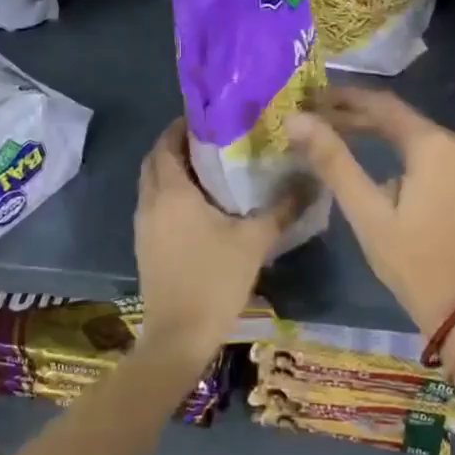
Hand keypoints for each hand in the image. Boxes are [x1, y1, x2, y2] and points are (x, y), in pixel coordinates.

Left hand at [133, 118, 307, 363]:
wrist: (178, 337)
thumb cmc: (214, 280)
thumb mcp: (254, 241)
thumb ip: (282, 207)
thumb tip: (311, 180)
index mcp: (172, 191)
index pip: (166, 142)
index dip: (183, 125)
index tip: (211, 118)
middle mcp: (151, 201)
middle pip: (156, 160)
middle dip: (178, 144)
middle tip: (214, 140)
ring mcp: (144, 225)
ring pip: (153, 183)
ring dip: (173, 169)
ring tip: (212, 167)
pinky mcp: (146, 245)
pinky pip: (155, 204)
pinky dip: (171, 192)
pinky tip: (202, 204)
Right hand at [286, 89, 454, 332]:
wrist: (451, 299)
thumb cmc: (406, 256)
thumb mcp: (364, 208)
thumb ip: (332, 160)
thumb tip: (296, 120)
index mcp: (432, 143)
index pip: (381, 104)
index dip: (342, 97)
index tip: (308, 95)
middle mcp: (451, 139)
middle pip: (393, 113)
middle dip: (351, 110)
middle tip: (311, 111)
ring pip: (403, 126)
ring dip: (366, 124)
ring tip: (325, 124)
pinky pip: (416, 142)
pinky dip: (385, 139)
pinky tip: (358, 142)